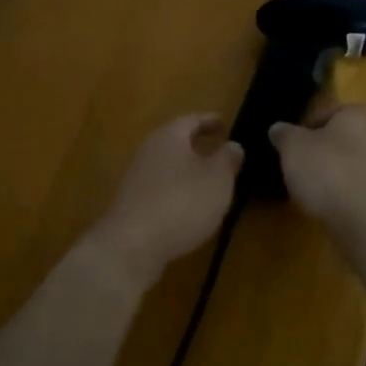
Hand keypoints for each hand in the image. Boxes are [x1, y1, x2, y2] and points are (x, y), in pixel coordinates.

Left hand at [82, 114, 242, 287]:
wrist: (132, 245)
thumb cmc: (182, 202)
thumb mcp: (218, 179)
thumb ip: (227, 159)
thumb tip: (232, 145)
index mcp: (169, 137)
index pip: (191, 120)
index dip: (209, 121)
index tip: (225, 124)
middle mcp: (148, 152)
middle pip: (175, 142)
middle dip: (197, 145)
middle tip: (219, 150)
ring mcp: (136, 179)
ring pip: (168, 166)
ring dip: (187, 170)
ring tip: (209, 180)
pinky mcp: (133, 204)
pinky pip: (161, 189)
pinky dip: (178, 191)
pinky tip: (190, 206)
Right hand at [269, 104, 365, 234]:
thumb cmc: (328, 172)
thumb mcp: (293, 147)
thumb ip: (284, 134)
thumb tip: (278, 129)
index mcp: (356, 113)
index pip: (323, 113)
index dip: (301, 129)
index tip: (287, 148)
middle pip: (335, 140)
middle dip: (315, 153)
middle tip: (294, 169)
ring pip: (345, 164)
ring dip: (327, 175)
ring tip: (306, 191)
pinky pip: (353, 188)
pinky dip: (339, 194)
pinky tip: (324, 206)